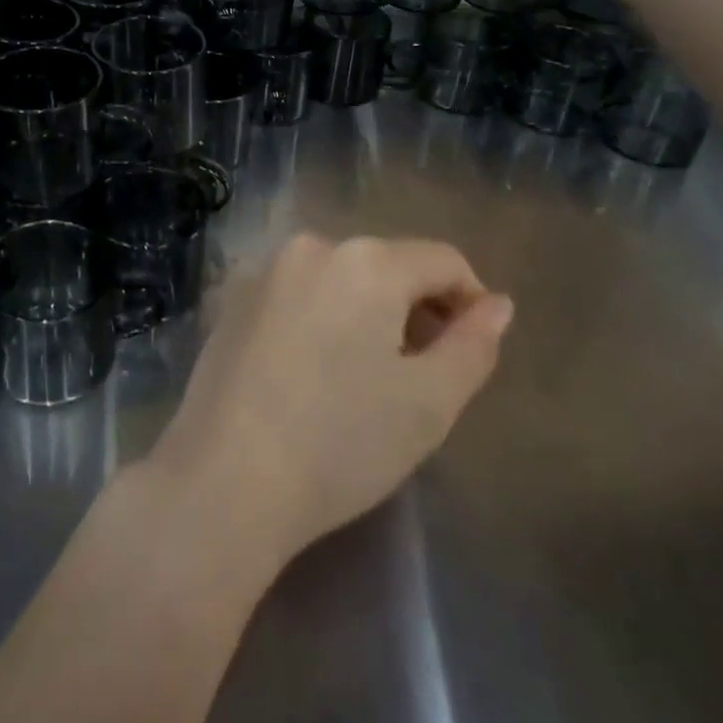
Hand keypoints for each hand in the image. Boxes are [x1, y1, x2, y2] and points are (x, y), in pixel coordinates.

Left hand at [146, 233, 513, 567]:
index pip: (442, 260)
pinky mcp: (235, 298)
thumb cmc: (340, 442)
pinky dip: (325, 318)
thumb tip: (497, 304)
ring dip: (370, 314)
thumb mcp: (428, 403)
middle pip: (389, 264)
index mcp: (366, 261)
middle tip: (422, 376)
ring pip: (342, 279)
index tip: (473, 352)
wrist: (225, 475)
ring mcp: (267, 270)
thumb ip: (473, 345)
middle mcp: (312, 247)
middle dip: (417, 308)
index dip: (471, 300)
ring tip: (370, 379)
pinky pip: (301, 293)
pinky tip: (316, 374)